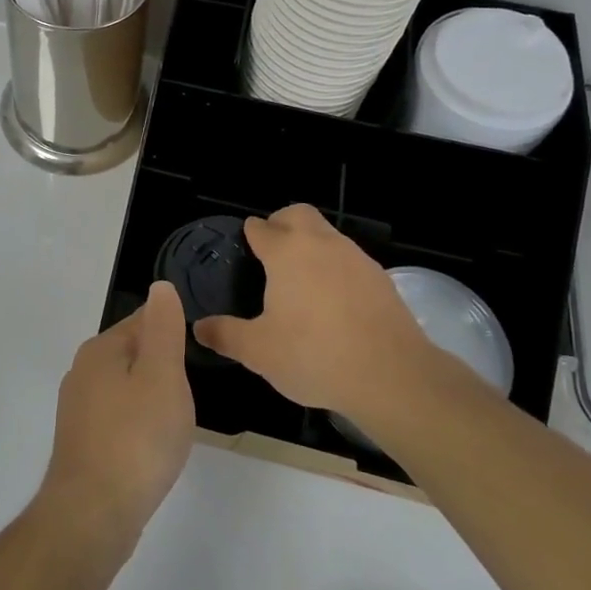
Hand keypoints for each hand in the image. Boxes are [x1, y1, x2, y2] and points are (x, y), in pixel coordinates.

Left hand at [36, 282, 195, 556]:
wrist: (93, 514)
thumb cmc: (136, 439)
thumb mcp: (162, 376)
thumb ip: (163, 329)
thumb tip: (161, 288)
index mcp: (100, 349)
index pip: (142, 320)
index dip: (172, 332)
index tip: (195, 353)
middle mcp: (82, 371)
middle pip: (132, 353)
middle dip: (162, 366)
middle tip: (189, 392)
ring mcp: (78, 409)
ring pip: (125, 388)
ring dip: (150, 397)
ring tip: (175, 421)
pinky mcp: (81, 442)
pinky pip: (117, 418)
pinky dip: (137, 425)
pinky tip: (152, 447)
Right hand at [193, 204, 432, 416]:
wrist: (392, 375)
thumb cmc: (314, 356)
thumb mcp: (259, 351)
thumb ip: (226, 335)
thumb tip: (198, 327)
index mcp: (286, 252)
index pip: (261, 228)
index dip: (250, 235)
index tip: (245, 249)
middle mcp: (321, 244)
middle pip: (298, 214)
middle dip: (282, 223)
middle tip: (272, 253)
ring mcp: (355, 257)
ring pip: (327, 235)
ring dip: (312, 245)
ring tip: (302, 281)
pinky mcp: (380, 278)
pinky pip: (350, 260)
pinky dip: (337, 269)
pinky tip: (334, 302)